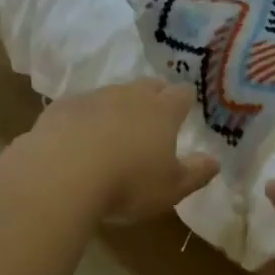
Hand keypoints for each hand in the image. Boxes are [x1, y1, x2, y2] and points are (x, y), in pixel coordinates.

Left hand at [25, 80, 219, 222]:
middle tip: (154, 116)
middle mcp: (130, 95)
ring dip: (117, 107)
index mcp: (162, 111)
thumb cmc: (127, 183)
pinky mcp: (62, 107)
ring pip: (113, 93)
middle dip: (154, 96)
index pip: (182, 94)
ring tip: (114, 131)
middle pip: (148, 85)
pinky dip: (84, 118)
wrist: (61, 174)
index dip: (185, 101)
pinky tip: (77, 139)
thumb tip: (214, 161)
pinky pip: (80, 107)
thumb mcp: (171, 188)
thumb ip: (196, 173)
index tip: (184, 110)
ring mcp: (93, 97)